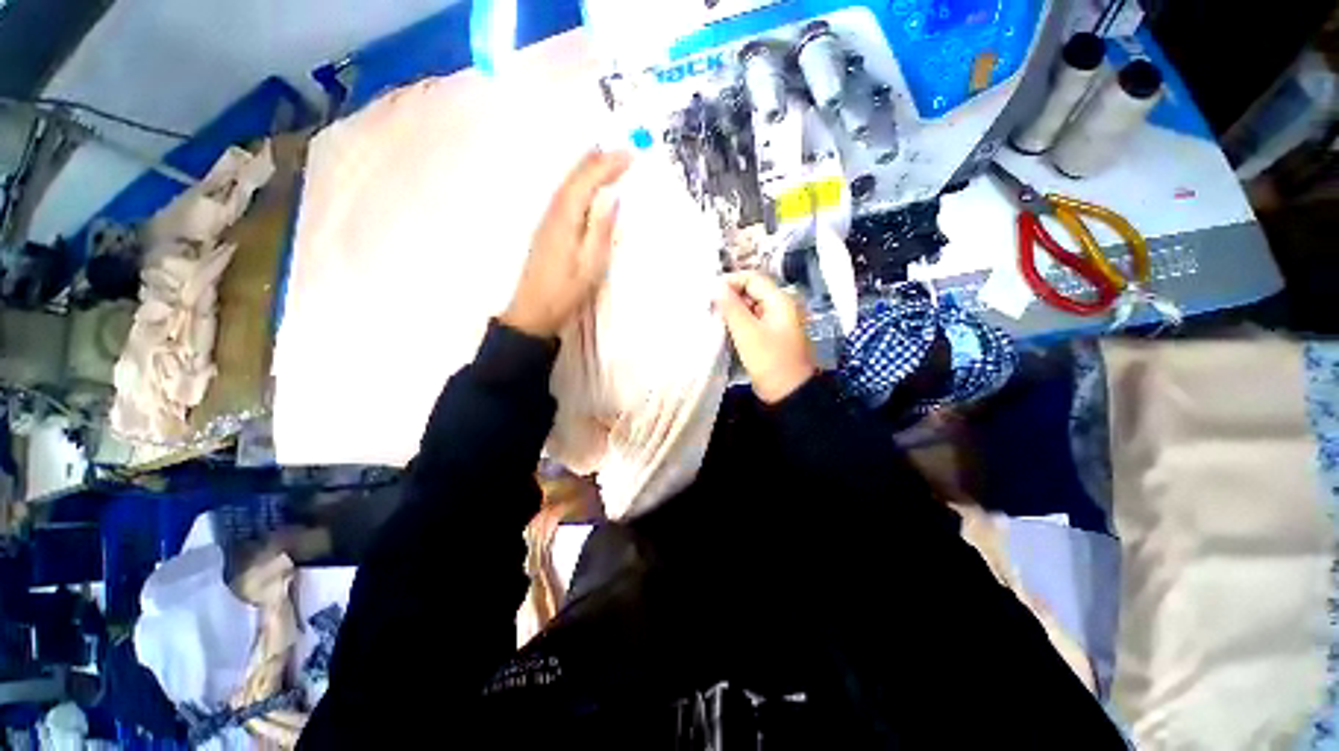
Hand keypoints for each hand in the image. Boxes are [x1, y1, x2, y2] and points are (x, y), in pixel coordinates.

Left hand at [502, 150, 632, 337]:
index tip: (629, 155)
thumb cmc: (566, 291)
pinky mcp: (546, 231)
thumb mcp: (591, 264)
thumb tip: (613, 198)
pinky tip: (585, 189)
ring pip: (567, 186)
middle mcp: (553, 213)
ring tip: (605, 161)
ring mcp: (547, 222)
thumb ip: (601, 230)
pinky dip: (578, 185)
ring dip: (586, 170)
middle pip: (573, 179)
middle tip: (620, 151)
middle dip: (596, 161)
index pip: (586, 182)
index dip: (607, 166)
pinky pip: (564, 198)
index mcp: (565, 219)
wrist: (534, 311)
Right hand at [716, 271, 817, 403]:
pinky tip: (727, 332)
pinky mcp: (772, 337)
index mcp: (780, 301)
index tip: (710, 293)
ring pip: (751, 308)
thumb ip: (731, 307)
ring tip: (715, 319)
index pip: (752, 278)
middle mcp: (781, 307)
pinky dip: (740, 324)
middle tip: (710, 308)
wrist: (789, 394)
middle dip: (731, 297)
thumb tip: (716, 286)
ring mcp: (778, 323)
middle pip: (752, 291)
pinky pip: (754, 322)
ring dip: (734, 311)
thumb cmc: (769, 361)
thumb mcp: (747, 332)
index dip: (730, 282)